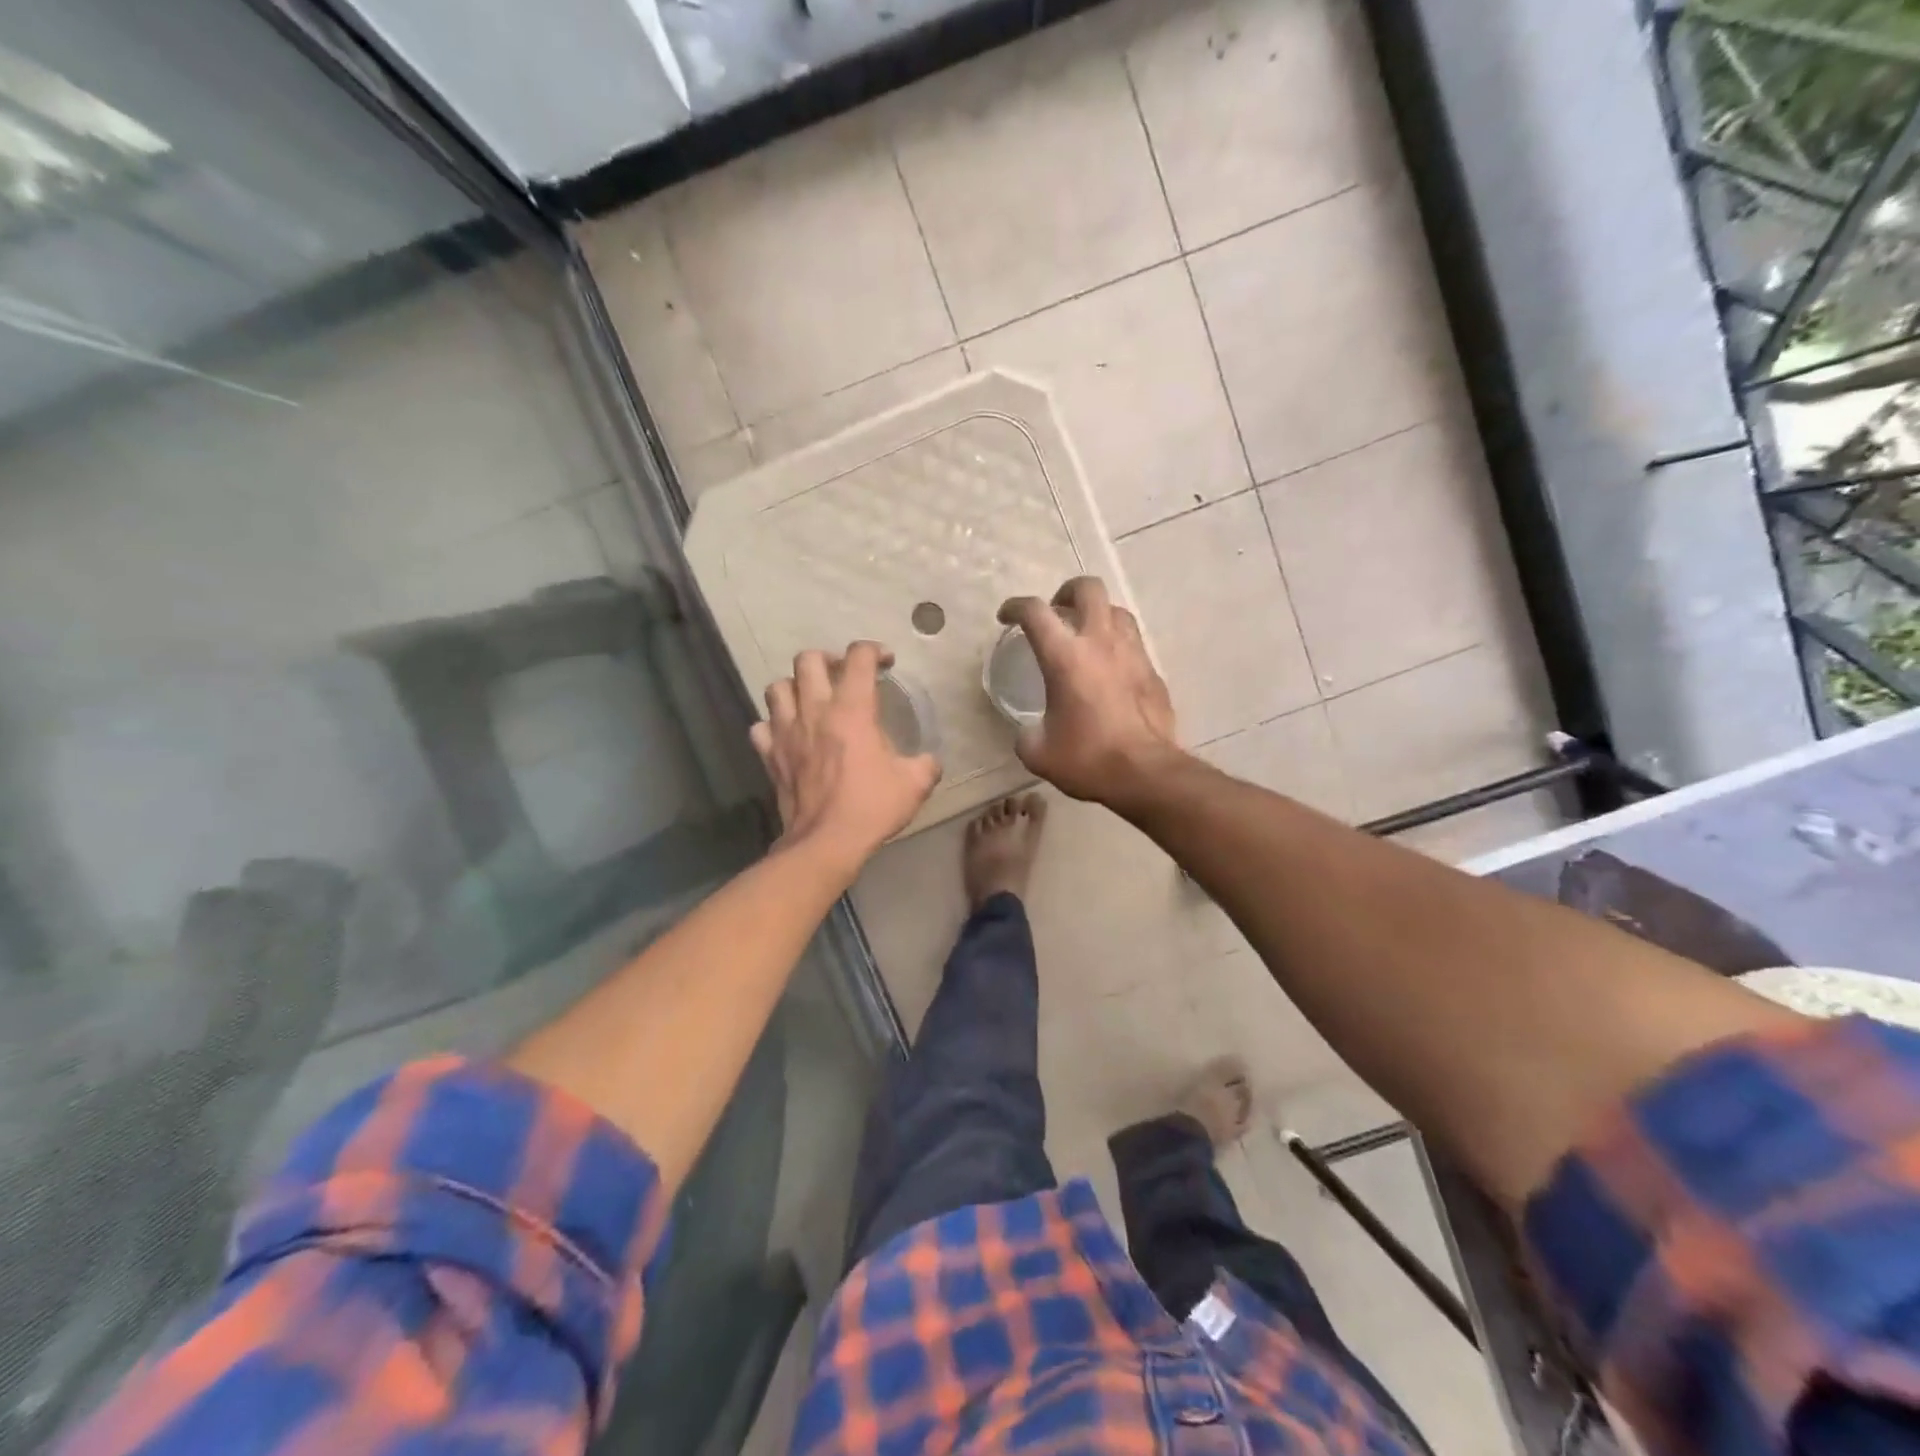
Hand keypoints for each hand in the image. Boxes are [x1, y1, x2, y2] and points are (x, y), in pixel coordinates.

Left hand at [751, 642, 940, 869]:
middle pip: (808, 660)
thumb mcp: (915, 784)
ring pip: (777, 687)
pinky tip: (787, 734)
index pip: (859, 657)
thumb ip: (926, 764)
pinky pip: (761, 727)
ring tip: (811, 699)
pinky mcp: (769, 755)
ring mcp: (786, 732)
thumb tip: (928, 760)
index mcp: (852, 710)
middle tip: (842, 675)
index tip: (886, 661)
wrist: (825, 842)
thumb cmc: (871, 807)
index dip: (874, 650)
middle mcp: (814, 711)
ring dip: (794, 686)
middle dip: (828, 659)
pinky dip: (772, 724)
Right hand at [997, 577, 1181, 806]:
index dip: (1015, 606)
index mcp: (1065, 657)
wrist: (1146, 773)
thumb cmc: (1087, 759)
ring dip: (1097, 614)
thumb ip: (1027, 734)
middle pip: (1088, 589)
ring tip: (1086, 635)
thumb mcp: (1038, 753)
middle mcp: (1100, 643)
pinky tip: (1110, 669)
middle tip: (1056, 612)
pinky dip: (1117, 645)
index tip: (1006, 618)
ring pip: (1116, 610)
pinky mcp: (1153, 671)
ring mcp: (1133, 653)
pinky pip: (1134, 642)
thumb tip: (1031, 731)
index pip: (1035, 611)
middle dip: (1067, 592)